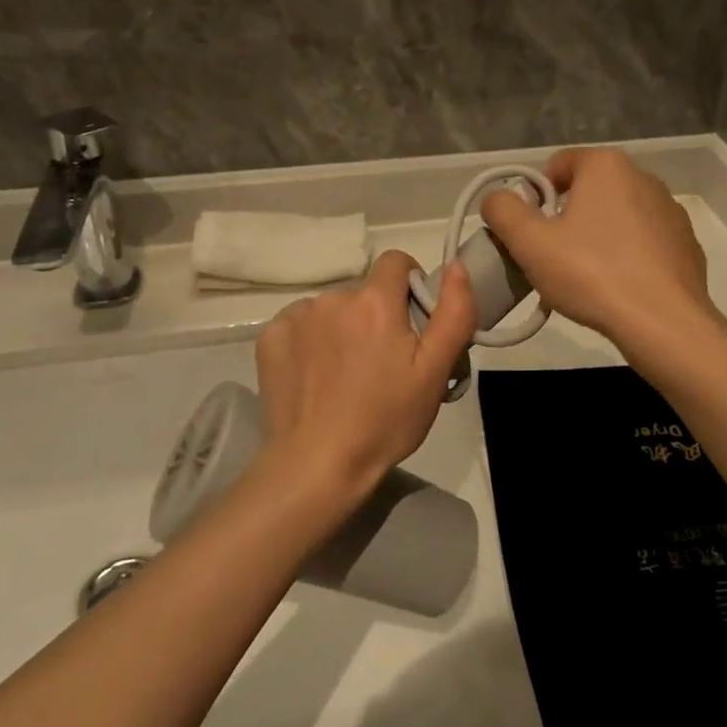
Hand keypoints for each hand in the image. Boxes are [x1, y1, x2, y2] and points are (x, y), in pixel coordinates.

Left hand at [253, 251, 475, 507]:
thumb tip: (456, 265)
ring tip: (346, 375)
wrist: (318, 465)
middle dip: (377, 316)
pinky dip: (311, 341)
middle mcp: (333, 297)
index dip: (409, 286)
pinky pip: (300, 325)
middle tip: (383, 363)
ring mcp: (297, 316)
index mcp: (375, 300)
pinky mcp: (270, 338)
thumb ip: (453, 312)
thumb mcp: (435, 371)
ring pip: (333, 309)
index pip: (397, 262)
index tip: (412, 323)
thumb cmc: (385, 420)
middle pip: (365, 292)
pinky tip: (315, 376)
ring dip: (343, 328)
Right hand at [481, 147, 714, 347]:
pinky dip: (626, 257)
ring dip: (596, 238)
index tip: (530, 233)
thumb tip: (498, 199)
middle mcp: (643, 177)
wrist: (664, 324)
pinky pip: (643, 242)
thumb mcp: (529, 242)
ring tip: (584, 280)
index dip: (534, 196)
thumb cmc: (591, 274)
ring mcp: (670, 211)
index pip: (557, 165)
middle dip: (565, 219)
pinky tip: (617, 289)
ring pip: (616, 217)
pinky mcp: (686, 244)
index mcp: (606, 165)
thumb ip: (502, 210)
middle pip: (587, 191)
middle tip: (551, 259)